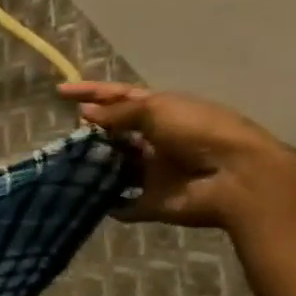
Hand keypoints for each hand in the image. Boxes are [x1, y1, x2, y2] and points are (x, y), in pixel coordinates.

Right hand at [60, 81, 295, 228]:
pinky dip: (107, 203)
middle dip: (90, 133)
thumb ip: (118, 113)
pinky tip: (83, 197)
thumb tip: (86, 113)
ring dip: (93, 167)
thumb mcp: (157, 110)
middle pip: (116, 134)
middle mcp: (156, 141)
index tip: (60, 91)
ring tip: (65, 165)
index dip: (91, 92)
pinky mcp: (152, 201)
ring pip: (115, 168)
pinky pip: (123, 204)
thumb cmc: (199, 133)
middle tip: (63, 136)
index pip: (120, 98)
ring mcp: (153, 172)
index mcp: (163, 113)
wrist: (235, 178)